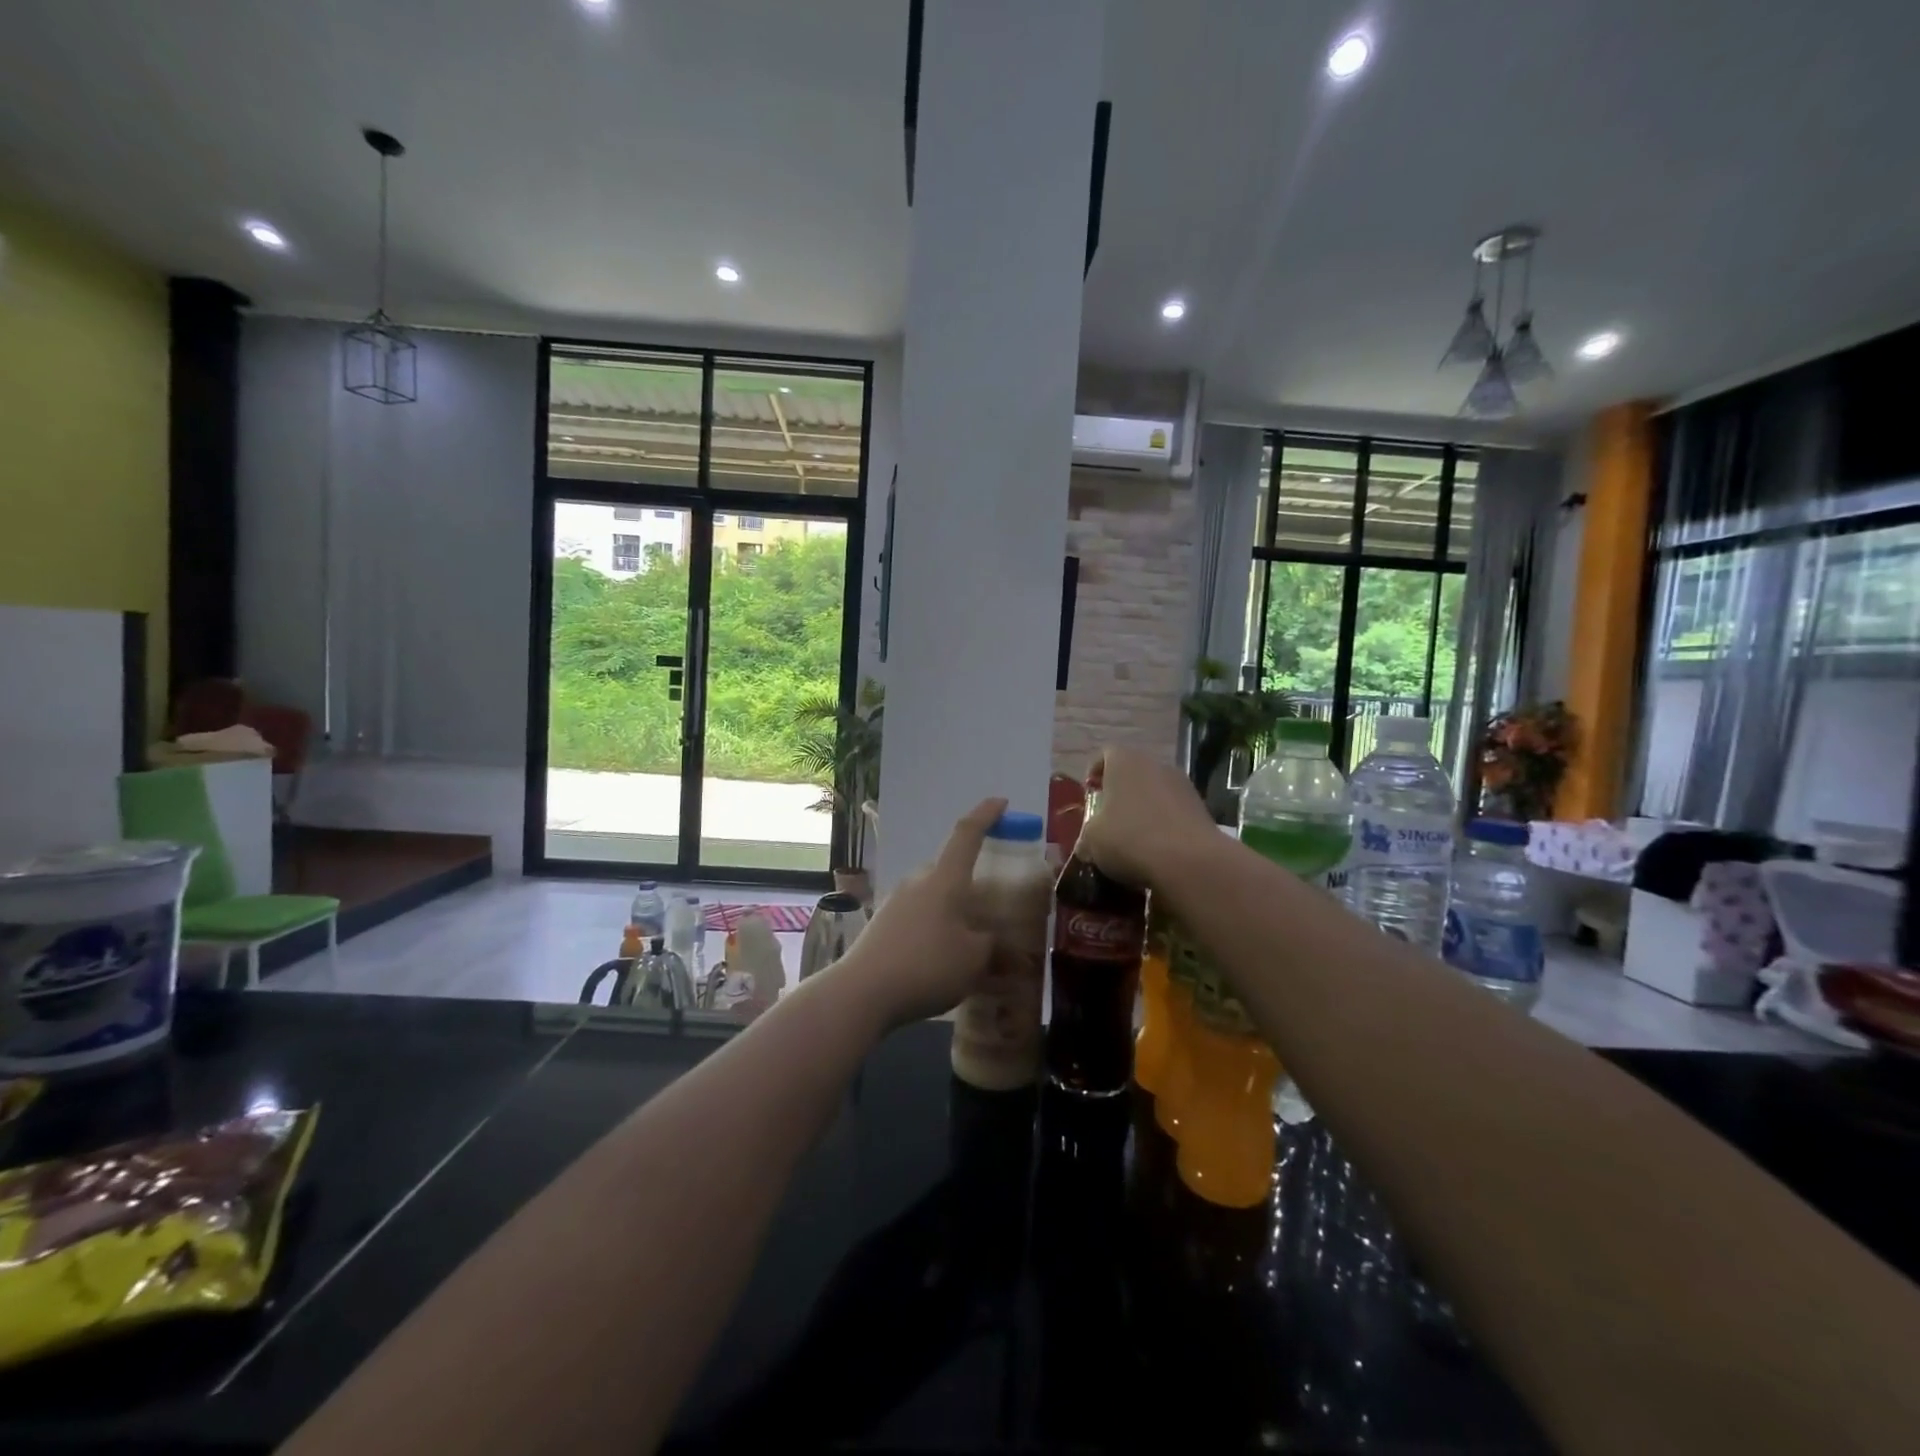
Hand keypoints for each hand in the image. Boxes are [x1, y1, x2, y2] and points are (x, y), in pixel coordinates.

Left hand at [830, 798, 1006, 1028]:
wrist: (861, 992)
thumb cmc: (926, 966)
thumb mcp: (973, 960)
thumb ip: (991, 946)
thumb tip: (996, 942)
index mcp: (945, 880)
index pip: (967, 835)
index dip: (985, 815)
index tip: (1000, 802)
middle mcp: (918, 882)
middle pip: (949, 870)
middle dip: (970, 883)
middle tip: (990, 906)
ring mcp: (896, 902)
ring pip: (932, 896)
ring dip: (951, 910)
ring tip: (967, 942)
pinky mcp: (882, 924)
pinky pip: (917, 917)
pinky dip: (933, 929)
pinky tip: (938, 958)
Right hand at [1074, 746, 1218, 890]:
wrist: (1190, 861)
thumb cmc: (1130, 839)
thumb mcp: (1093, 841)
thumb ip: (1086, 837)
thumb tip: (1085, 846)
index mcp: (1124, 762)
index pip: (1104, 755)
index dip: (1094, 773)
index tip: (1090, 794)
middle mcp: (1155, 764)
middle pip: (1132, 773)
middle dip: (1120, 793)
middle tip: (1109, 818)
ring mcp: (1183, 784)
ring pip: (1155, 791)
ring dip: (1144, 809)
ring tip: (1134, 837)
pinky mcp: (1202, 808)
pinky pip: (1174, 811)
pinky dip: (1164, 824)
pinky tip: (1157, 849)